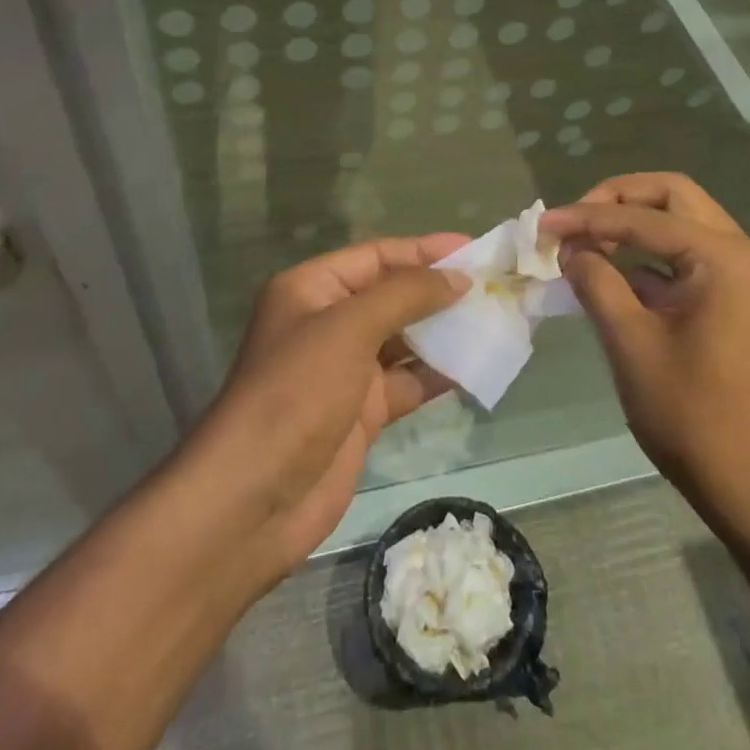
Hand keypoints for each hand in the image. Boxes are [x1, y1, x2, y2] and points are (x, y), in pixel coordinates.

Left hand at [193, 235, 470, 579]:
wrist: (254, 500)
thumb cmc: (296, 393)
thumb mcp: (349, 328)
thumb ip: (406, 295)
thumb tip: (458, 278)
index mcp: (312, 290)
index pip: (377, 257)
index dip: (425, 250)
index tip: (475, 249)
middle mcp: (328, 323)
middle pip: (393, 295)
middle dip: (439, 290)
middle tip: (494, 286)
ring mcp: (345, 370)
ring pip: (404, 339)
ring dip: (445, 331)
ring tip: (495, 320)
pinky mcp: (362, 412)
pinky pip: (408, 381)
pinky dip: (439, 374)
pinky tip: (477, 365)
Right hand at [542, 174, 749, 521]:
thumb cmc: (693, 415)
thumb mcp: (631, 342)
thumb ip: (596, 282)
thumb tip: (570, 248)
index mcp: (724, 257)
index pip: (645, 217)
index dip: (588, 217)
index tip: (543, 224)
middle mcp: (744, 254)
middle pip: (674, 198)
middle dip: (620, 200)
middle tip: (576, 221)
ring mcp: (749, 278)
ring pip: (685, 225)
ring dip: (637, 226)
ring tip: (588, 245)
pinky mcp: (743, 302)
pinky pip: (693, 259)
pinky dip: (654, 258)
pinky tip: (617, 277)